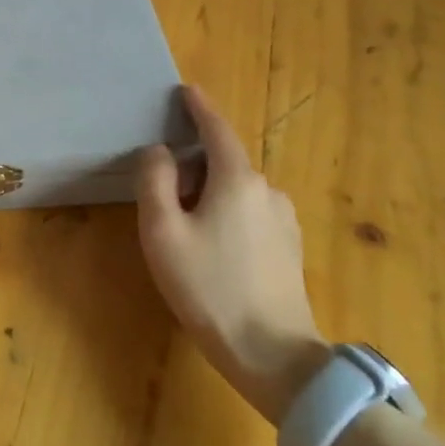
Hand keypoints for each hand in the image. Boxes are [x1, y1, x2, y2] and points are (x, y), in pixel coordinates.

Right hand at [135, 85, 329, 424]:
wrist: (273, 355)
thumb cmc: (208, 286)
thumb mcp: (162, 230)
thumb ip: (155, 181)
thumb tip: (159, 152)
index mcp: (236, 179)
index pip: (217, 129)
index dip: (200, 107)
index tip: (186, 90)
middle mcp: (267, 190)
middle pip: (225, 161)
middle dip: (195, 162)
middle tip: (164, 186)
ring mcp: (284, 220)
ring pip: (238, 190)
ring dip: (211, 192)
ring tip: (185, 224)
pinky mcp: (289, 248)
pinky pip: (251, 213)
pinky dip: (228, 212)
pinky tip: (214, 245)